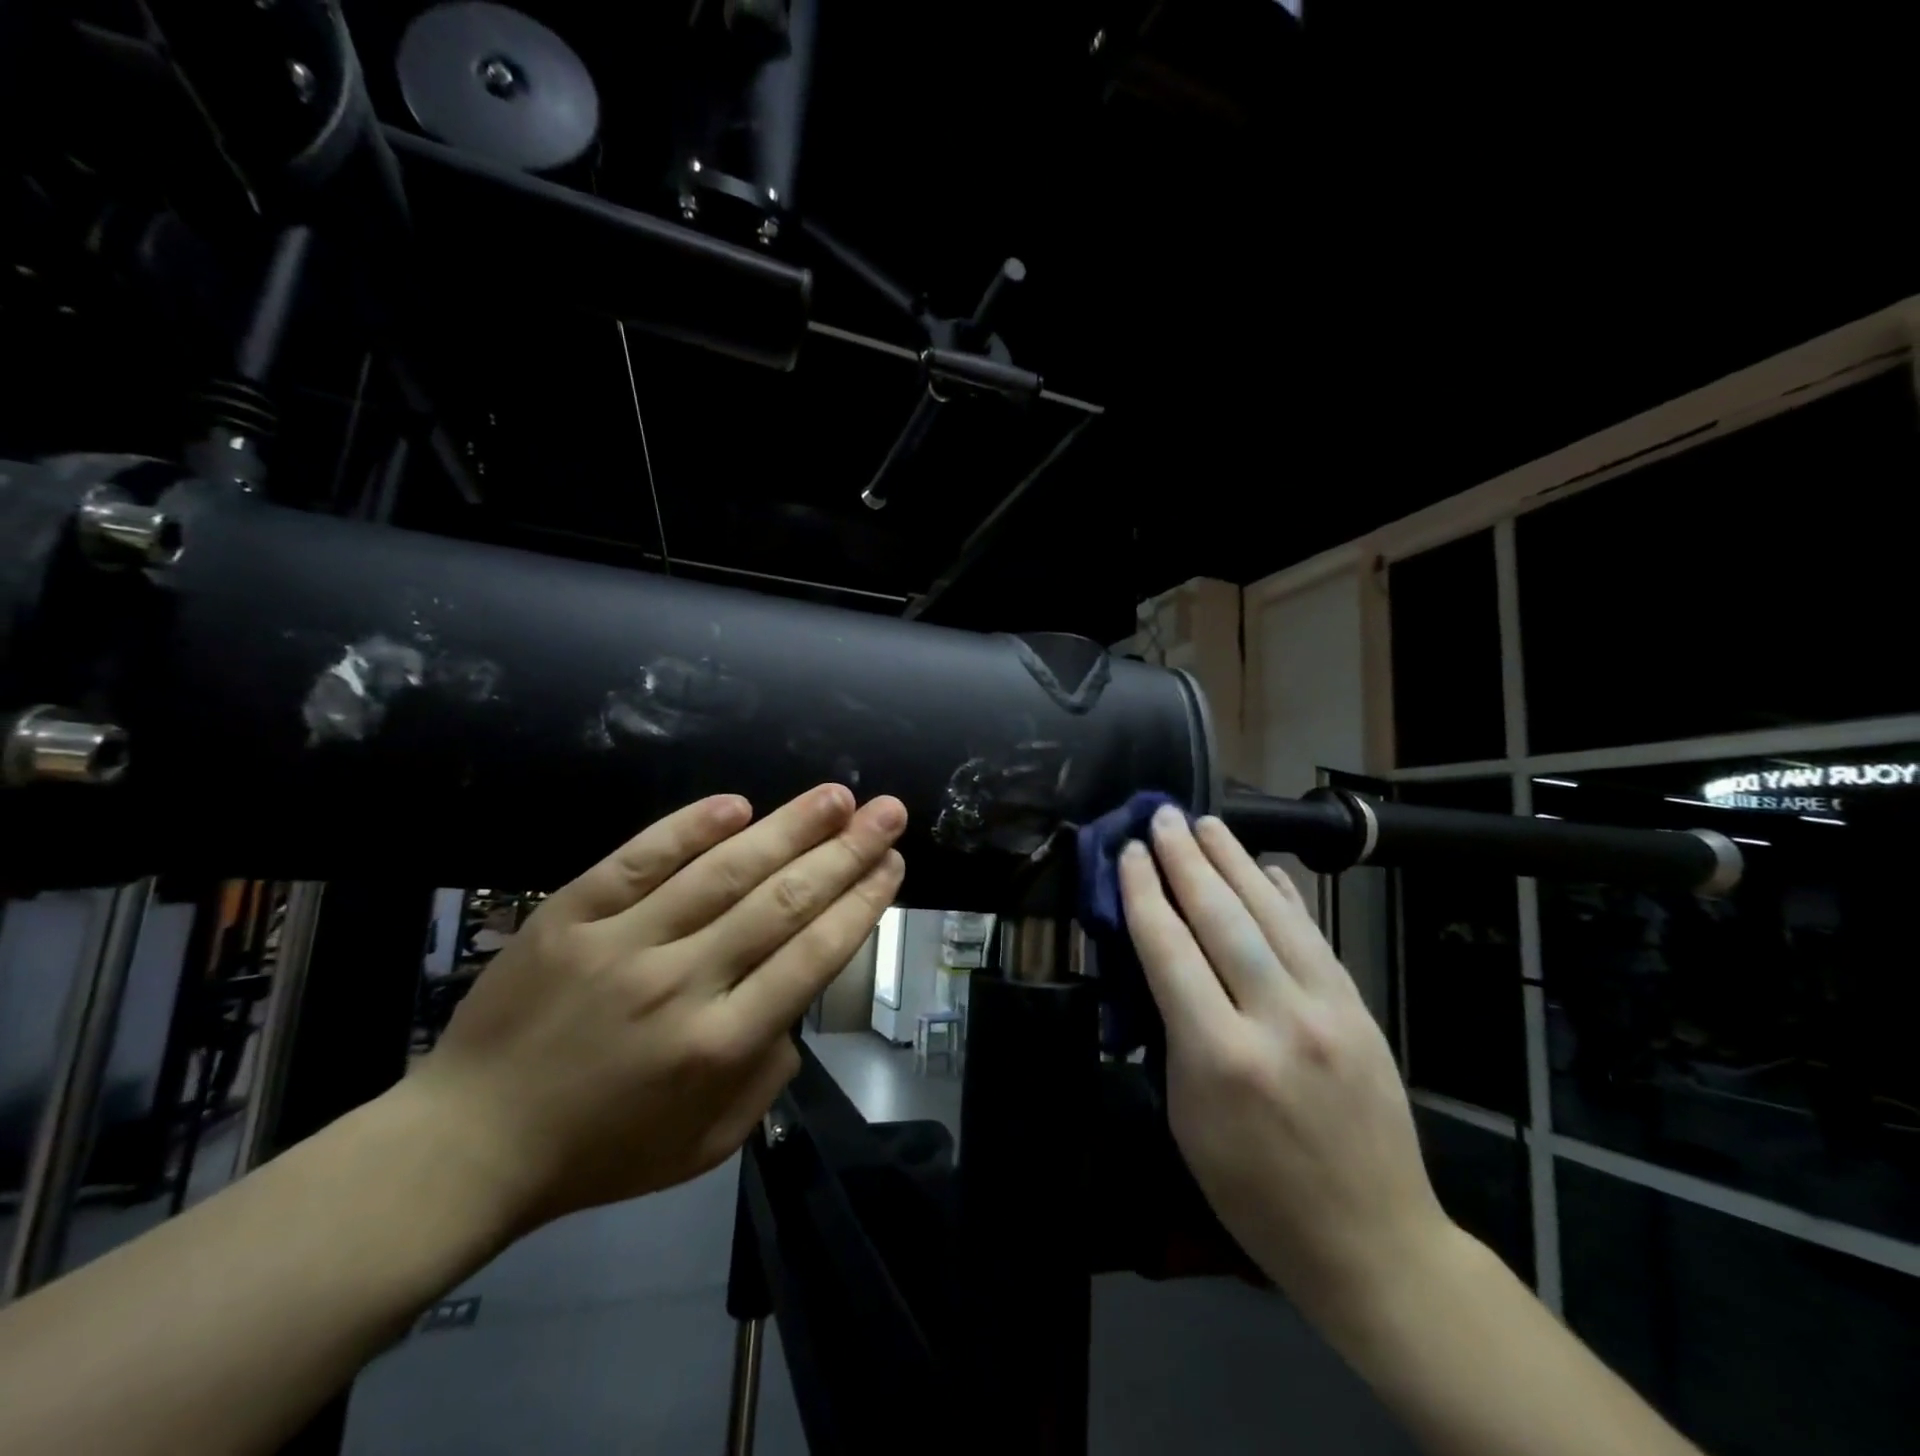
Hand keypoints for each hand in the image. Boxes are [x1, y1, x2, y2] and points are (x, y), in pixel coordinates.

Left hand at [404, 784, 905, 1232]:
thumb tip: (794, 1008)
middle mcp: (681, 986)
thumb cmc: (598, 1151)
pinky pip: (638, 861)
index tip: (892, 864)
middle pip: (782, 904)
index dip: (860, 904)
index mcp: (720, 1048)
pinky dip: (688, 828)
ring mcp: (622, 944)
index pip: (812, 957)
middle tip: (887, 812)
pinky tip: (736, 804)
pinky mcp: (570, 915)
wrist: (466, 1144)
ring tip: (836, 796)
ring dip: (787, 828)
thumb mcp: (704, 1146)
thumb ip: (766, 1079)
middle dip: (846, 853)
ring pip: (722, 873)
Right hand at [1119, 807, 1450, 1326]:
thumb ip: (1173, 1031)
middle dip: (1185, 860)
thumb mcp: (1186, 1117)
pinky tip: (1267, 868)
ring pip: (1272, 913)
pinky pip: (1315, 937)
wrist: (1370, 1240)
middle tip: (1162, 816)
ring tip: (1205, 823)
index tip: (1127, 853)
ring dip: (1235, 861)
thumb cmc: (1252, 1191)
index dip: (1144, 893)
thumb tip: (1163, 959)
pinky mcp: (1359, 1009)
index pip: (1169, 950)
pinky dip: (1287, 896)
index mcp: (1218, 1057)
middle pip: (1221, 917)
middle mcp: (1275, 1020)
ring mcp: (1327, 1010)